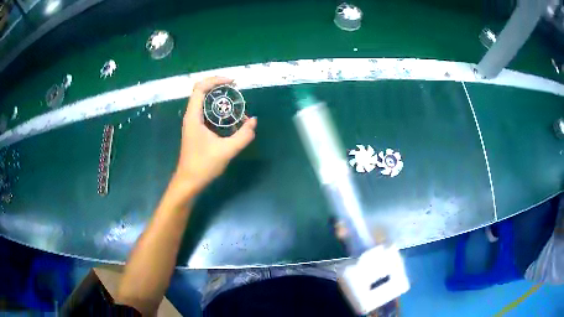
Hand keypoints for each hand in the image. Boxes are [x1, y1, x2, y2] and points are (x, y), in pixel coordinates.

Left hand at [173, 77, 256, 193]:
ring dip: (219, 99)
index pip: (200, 88)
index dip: (215, 80)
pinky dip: (218, 110)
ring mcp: (193, 123)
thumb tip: (253, 121)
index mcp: (194, 116)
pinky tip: (230, 118)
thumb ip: (242, 135)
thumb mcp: (226, 151)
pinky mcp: (196, 130)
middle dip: (219, 87)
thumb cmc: (203, 165)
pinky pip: (207, 113)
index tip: (233, 83)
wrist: (189, 182)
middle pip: (202, 91)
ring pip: (204, 102)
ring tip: (236, 103)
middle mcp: (191, 116)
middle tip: (236, 90)